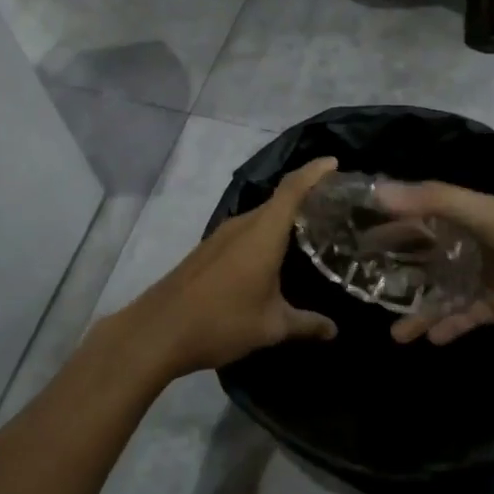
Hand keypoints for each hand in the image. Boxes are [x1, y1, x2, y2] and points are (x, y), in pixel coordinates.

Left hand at [96, 158, 340, 378]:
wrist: (158, 331)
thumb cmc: (221, 321)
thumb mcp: (271, 326)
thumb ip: (306, 324)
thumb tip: (334, 330)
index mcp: (262, 233)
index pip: (292, 189)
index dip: (314, 172)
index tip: (334, 162)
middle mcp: (242, 225)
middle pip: (278, 201)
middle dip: (305, 197)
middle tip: (335, 208)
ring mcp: (221, 236)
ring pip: (260, 217)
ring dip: (283, 218)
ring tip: (310, 231)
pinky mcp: (208, 250)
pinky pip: (245, 232)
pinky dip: (264, 234)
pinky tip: (274, 256)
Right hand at [375, 181, 493, 344]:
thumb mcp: (486, 213)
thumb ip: (433, 201)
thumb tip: (378, 192)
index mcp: (465, 214)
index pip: (415, 213)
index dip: (386, 221)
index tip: (352, 234)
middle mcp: (471, 243)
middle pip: (424, 254)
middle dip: (395, 268)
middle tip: (361, 285)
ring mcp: (486, 276)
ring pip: (441, 292)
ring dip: (418, 309)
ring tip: (392, 331)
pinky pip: (465, 317)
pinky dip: (447, 326)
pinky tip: (428, 339)